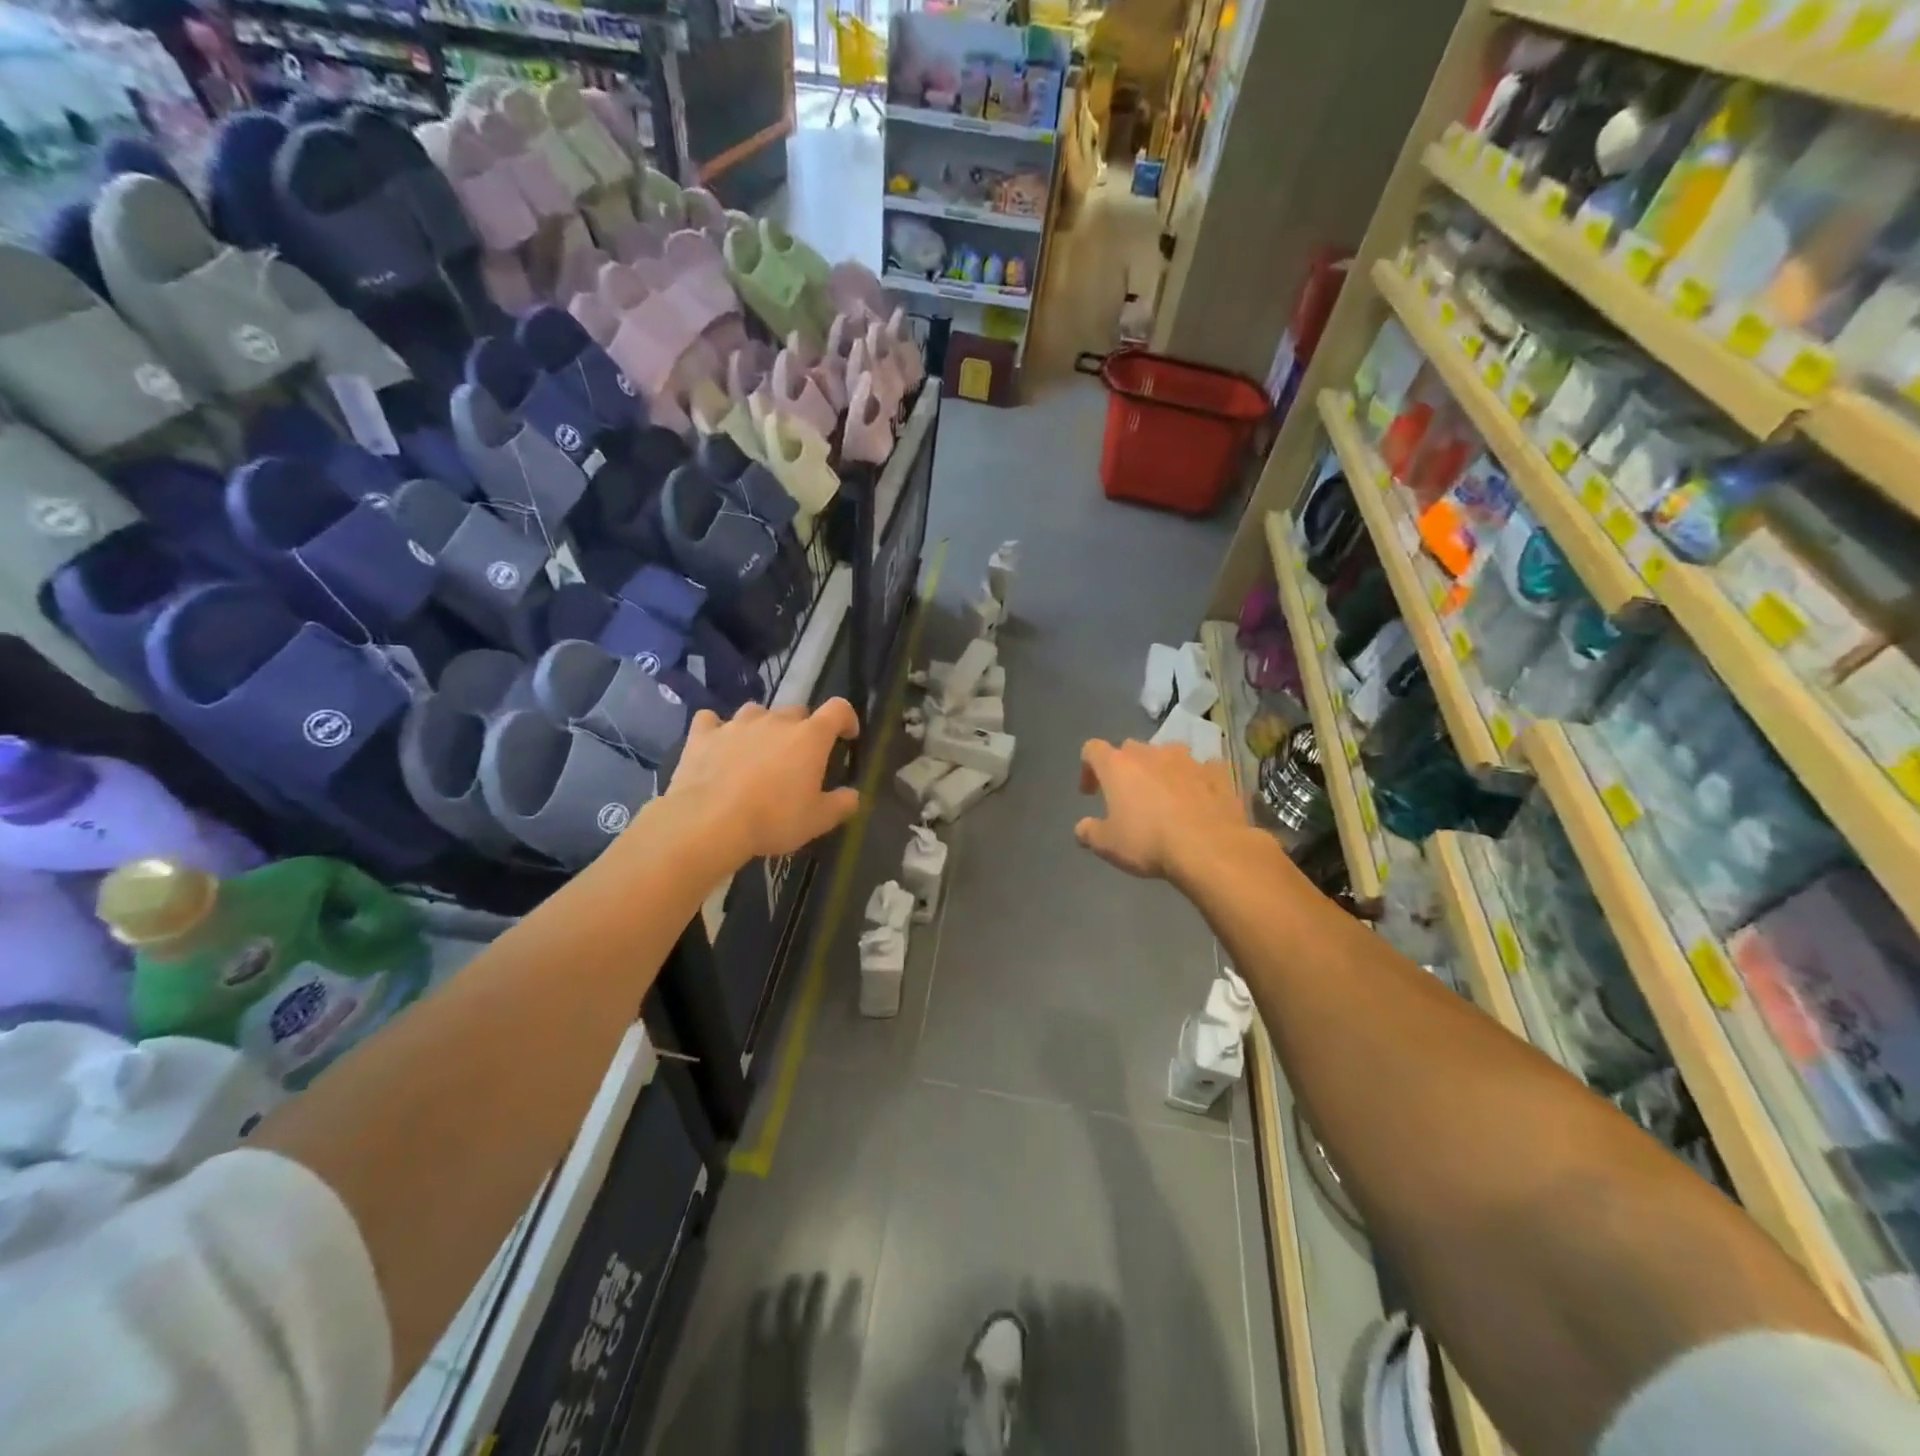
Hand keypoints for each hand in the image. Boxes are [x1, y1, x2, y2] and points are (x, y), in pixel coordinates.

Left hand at [666, 699, 862, 865]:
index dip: (846, 719)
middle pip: (797, 712)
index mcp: (810, 737)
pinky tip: (717, 744)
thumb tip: (852, 795)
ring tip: (758, 751)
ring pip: (756, 712)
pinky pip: (712, 721)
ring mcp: (737, 724)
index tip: (847, 736)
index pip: (838, 710)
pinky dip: (718, 730)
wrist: (709, 823)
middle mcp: (776, 720)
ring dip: (763, 726)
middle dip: (802, 729)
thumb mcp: (818, 821)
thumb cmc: (773, 819)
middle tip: (798, 757)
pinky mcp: (703, 734)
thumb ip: (841, 804)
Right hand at [1074, 738, 1245, 881]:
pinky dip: (1195, 780)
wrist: (1210, 848)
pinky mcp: (1217, 773)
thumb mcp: (1108, 845)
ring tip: (1164, 796)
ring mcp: (1187, 760)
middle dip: (1126, 768)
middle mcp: (1151, 753)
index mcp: (1118, 766)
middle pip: (1130, 749)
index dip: (1088, 768)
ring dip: (1161, 770)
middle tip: (1127, 796)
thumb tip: (1082, 828)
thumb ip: (1089, 832)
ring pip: (1167, 754)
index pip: (1092, 749)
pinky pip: (1201, 769)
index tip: (1090, 793)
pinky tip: (1198, 800)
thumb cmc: (1149, 842)